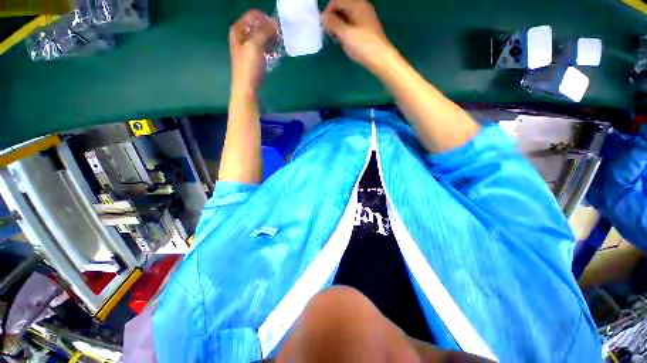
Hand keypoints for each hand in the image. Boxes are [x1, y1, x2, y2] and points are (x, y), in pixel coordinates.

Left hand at [229, 10, 277, 92]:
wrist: (246, 87)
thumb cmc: (248, 66)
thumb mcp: (255, 45)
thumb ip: (264, 31)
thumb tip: (275, 23)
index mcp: (238, 30)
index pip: (253, 15)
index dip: (265, 18)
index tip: (277, 27)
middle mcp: (241, 36)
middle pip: (258, 26)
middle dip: (269, 30)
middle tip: (279, 36)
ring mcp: (247, 48)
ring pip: (261, 38)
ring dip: (271, 40)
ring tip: (278, 46)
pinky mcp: (254, 58)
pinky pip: (263, 49)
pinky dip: (269, 49)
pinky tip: (275, 54)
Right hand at [321, 0, 393, 71]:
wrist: (380, 58)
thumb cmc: (363, 45)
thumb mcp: (346, 34)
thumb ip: (333, 23)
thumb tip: (322, 16)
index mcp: (357, 5)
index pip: (337, 1)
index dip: (328, 11)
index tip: (323, 25)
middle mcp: (362, 8)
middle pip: (342, 8)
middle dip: (333, 18)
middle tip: (328, 32)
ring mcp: (365, 19)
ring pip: (347, 17)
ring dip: (339, 25)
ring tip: (335, 38)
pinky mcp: (366, 30)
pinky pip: (352, 25)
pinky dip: (346, 30)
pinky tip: (344, 41)